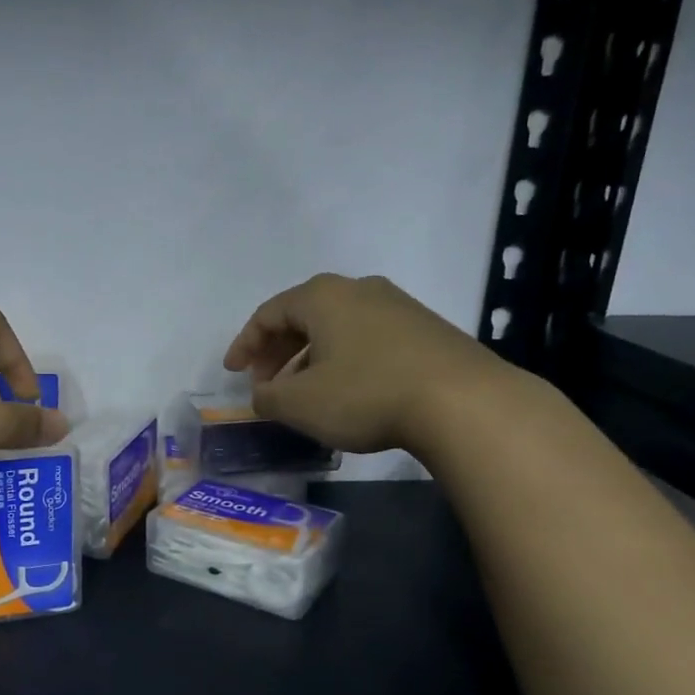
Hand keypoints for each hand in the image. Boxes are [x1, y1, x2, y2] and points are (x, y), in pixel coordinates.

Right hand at [222, 273, 505, 454]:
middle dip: (278, 352)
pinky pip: (367, 340)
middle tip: (266, 384)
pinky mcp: (425, 330)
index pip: (268, 313)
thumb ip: (267, 397)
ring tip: (304, 395)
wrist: (462, 402)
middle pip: (304, 317)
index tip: (232, 373)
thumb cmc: (365, 394)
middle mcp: (359, 290)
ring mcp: (398, 306)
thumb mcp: (300, 404)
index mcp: (322, 297)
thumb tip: (262, 395)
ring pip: (337, 329)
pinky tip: (347, 393)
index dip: (244, 344)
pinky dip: (344, 362)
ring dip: (311, 359)